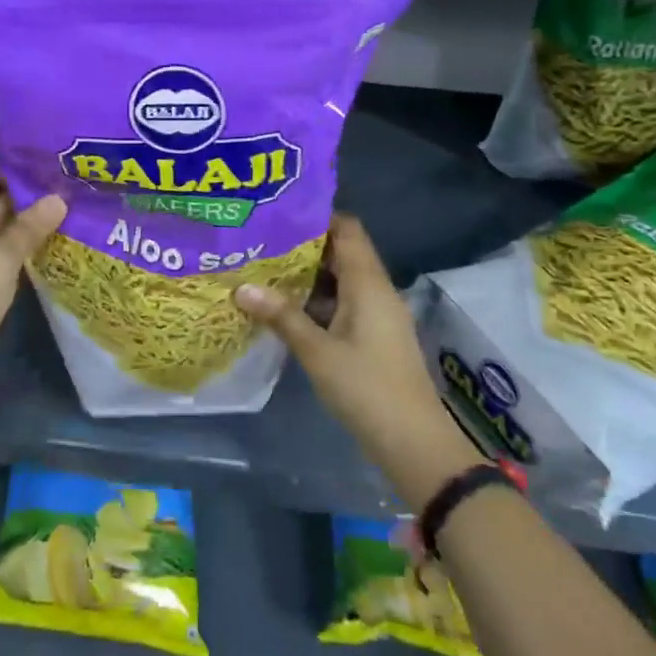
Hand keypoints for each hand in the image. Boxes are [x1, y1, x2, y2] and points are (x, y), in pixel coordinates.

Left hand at [0, 160, 65, 372]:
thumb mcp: (1, 255)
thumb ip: (30, 225)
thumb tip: (59, 199)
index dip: (15, 165)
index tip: (51, 165)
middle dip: (28, 194)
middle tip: (70, 187)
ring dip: (28, 223)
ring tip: (70, 211)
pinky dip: (20, 248)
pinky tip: (53, 243)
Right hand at [235, 214, 485, 487]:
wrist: (413, 441)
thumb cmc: (366, 388)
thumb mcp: (317, 351)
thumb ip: (282, 316)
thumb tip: (242, 287)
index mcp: (368, 283)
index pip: (347, 229)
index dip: (317, 217)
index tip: (278, 214)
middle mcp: (376, 290)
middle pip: (342, 252)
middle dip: (304, 246)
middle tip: (262, 241)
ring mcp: (378, 314)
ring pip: (341, 279)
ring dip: (308, 275)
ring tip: (265, 269)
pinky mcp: (375, 336)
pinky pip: (344, 302)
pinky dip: (317, 299)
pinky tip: (286, 308)